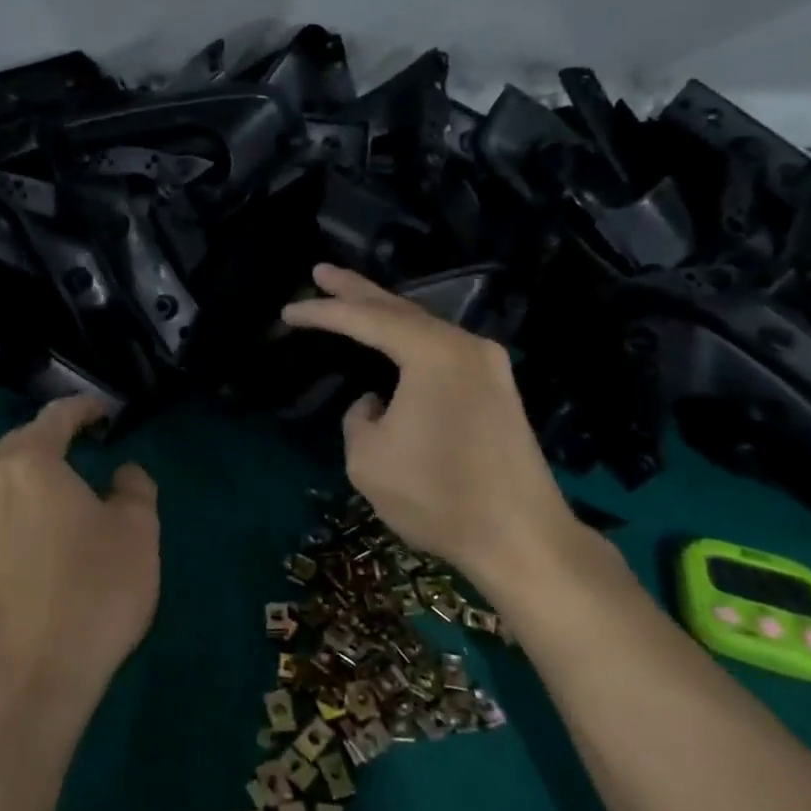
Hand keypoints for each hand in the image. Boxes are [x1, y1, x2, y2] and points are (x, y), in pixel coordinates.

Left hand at [0, 395, 159, 741]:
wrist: (27, 678)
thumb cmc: (92, 592)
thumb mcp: (137, 533)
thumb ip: (134, 489)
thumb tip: (122, 474)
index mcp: (30, 464)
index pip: (56, 417)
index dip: (84, 408)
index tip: (105, 413)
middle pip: (18, 442)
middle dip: (50, 436)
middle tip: (82, 442)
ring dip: (27, 470)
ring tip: (57, 482)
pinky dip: (13, 503)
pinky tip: (32, 527)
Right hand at [281, 264, 590, 598]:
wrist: (522, 538)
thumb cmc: (438, 496)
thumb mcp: (368, 459)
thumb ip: (358, 418)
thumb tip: (376, 403)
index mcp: (432, 353)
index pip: (365, 320)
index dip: (322, 313)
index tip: (287, 312)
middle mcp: (464, 345)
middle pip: (399, 309)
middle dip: (355, 290)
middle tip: (320, 272)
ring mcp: (488, 365)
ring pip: (423, 328)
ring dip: (384, 315)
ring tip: (349, 299)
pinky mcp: (498, 389)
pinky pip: (441, 349)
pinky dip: (409, 340)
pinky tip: (392, 340)